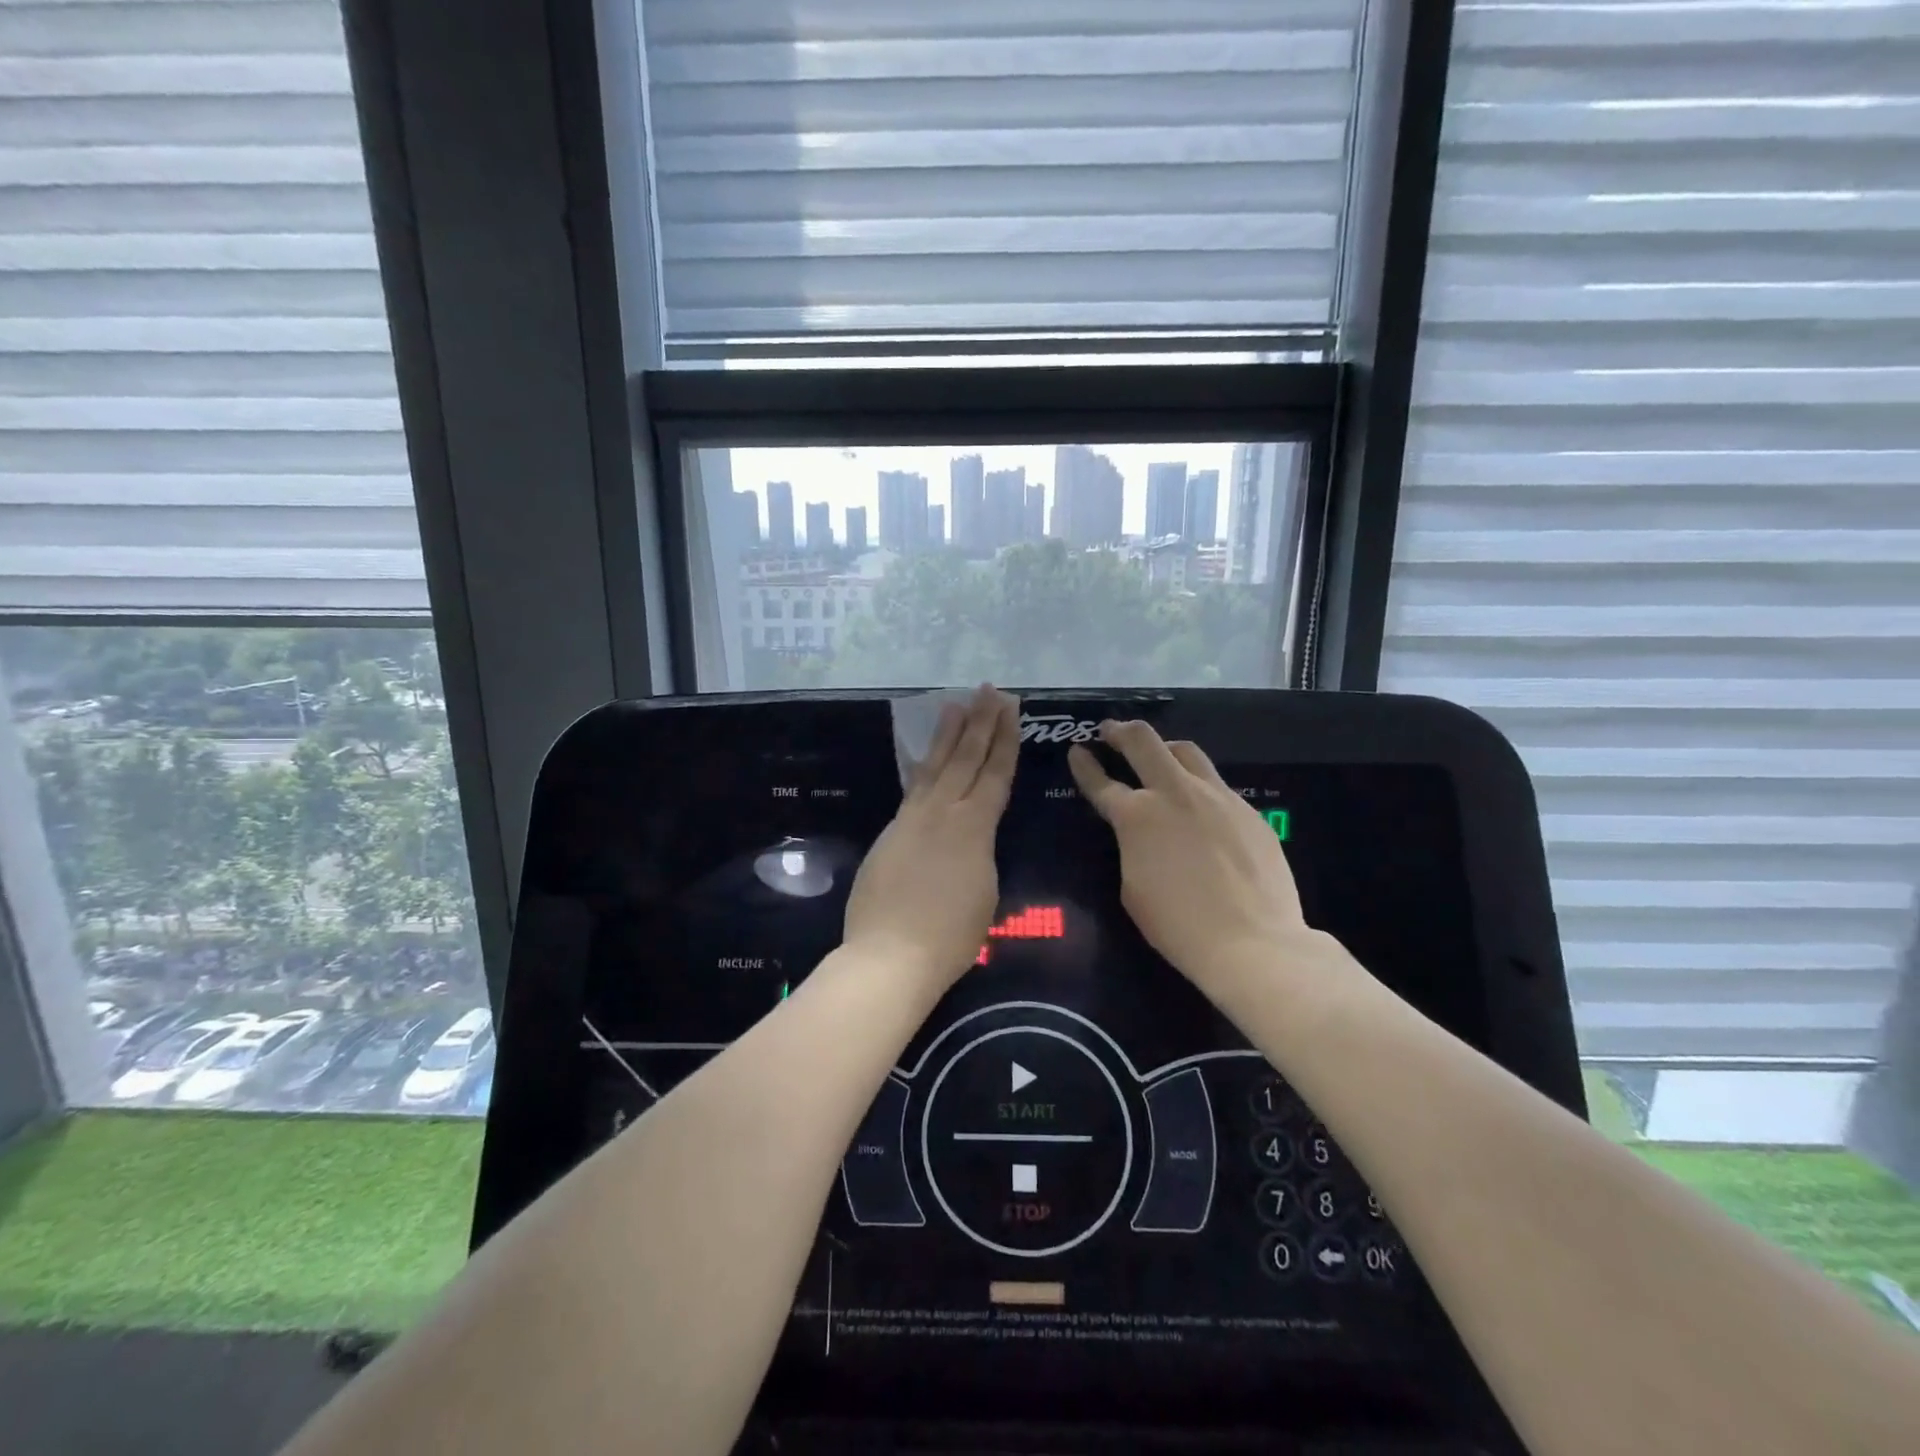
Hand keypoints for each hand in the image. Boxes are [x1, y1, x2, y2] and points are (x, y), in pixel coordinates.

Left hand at [843, 686, 1019, 986]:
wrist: (890, 955)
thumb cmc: (950, 936)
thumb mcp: (985, 893)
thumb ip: (981, 854)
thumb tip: (973, 838)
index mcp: (974, 827)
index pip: (994, 773)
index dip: (1004, 740)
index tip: (1010, 709)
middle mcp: (943, 812)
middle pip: (965, 758)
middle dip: (980, 722)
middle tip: (988, 691)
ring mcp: (912, 819)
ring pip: (934, 766)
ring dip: (947, 734)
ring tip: (955, 704)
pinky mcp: (890, 833)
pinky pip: (912, 788)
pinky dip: (922, 767)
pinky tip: (924, 758)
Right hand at [1069, 720, 1319, 993]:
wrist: (1253, 942)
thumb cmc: (1178, 925)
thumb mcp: (1132, 887)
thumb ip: (1131, 848)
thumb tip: (1139, 836)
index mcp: (1137, 816)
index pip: (1101, 781)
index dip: (1084, 765)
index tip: (1076, 751)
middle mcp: (1174, 793)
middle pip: (1143, 741)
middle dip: (1120, 731)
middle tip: (1110, 731)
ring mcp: (1216, 796)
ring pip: (1185, 751)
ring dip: (1163, 747)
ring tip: (1157, 754)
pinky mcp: (1247, 809)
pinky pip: (1216, 784)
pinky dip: (1198, 784)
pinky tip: (1200, 805)